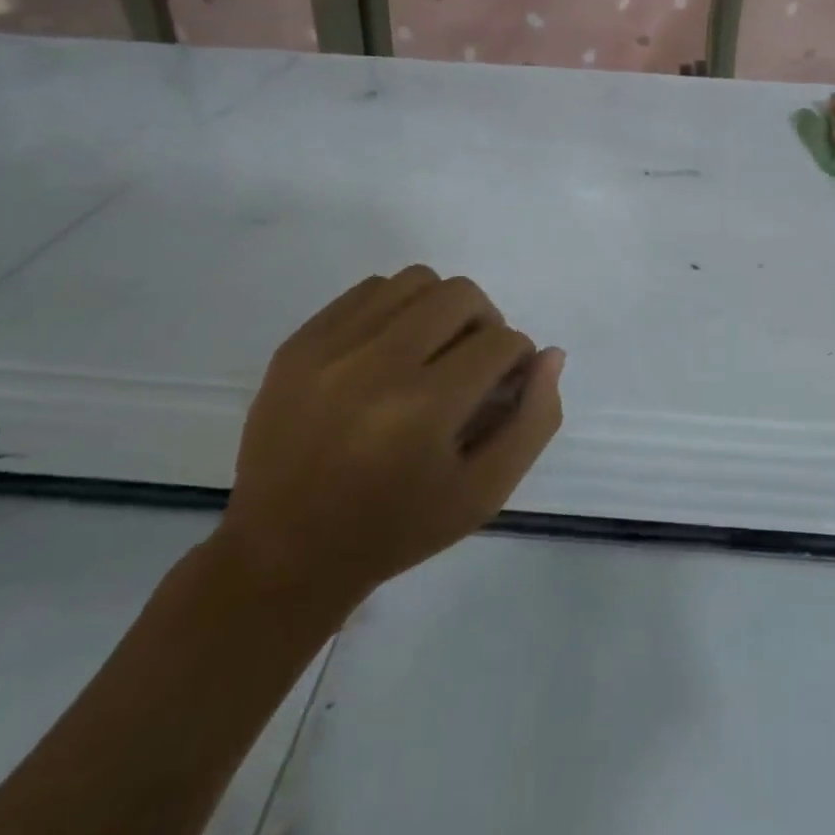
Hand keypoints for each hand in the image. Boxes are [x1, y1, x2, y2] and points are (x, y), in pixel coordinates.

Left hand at [212, 266, 562, 627]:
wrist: (284, 553)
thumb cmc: (397, 529)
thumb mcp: (484, 493)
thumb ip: (533, 421)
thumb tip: (550, 354)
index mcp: (423, 410)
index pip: (501, 342)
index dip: (517, 358)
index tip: (507, 384)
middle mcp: (375, 366)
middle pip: (460, 294)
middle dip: (486, 322)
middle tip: (475, 361)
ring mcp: (328, 349)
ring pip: (414, 280)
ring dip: (441, 308)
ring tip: (434, 350)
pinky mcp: (298, 343)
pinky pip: (367, 291)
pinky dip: (396, 308)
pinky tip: (393, 349)